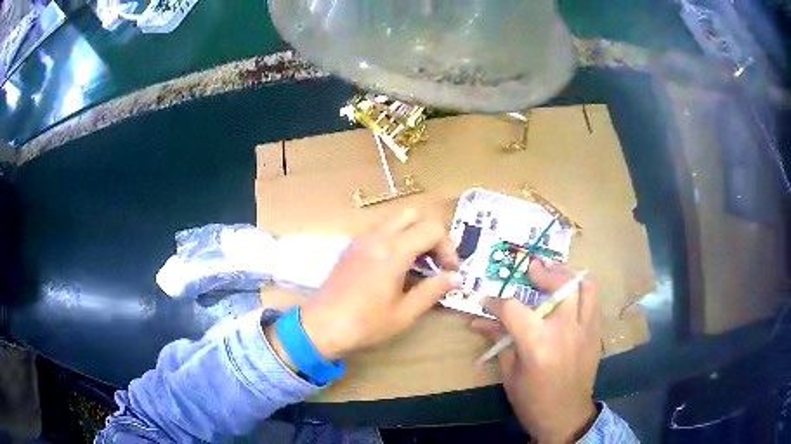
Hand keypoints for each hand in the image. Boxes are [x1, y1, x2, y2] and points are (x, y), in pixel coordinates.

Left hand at [296, 209, 460, 359]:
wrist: (321, 327)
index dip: (448, 247)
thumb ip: (433, 290)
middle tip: (435, 261)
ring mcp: (361, 239)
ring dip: (413, 234)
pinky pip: (380, 230)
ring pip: (395, 220)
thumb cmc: (365, 324)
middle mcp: (377, 237)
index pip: (432, 229)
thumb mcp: (405, 313)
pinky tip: (396, 267)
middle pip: (414, 214)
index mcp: (393, 251)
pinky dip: (396, 238)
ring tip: (418, 265)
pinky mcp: (352, 247)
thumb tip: (456, 277)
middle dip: (431, 233)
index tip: (450, 270)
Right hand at [471, 260, 600, 442]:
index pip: (513, 309)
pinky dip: (582, 290)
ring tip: (555, 272)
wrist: (565, 416)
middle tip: (531, 269)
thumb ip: (499, 340)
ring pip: (584, 286)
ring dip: (568, 275)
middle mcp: (564, 330)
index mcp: (537, 344)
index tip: (486, 301)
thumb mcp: (510, 373)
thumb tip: (479, 322)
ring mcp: (585, 329)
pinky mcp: (595, 333)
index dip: (495, 302)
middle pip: (559, 284)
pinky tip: (571, 293)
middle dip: (542, 273)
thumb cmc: (532, 400)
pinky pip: (594, 301)